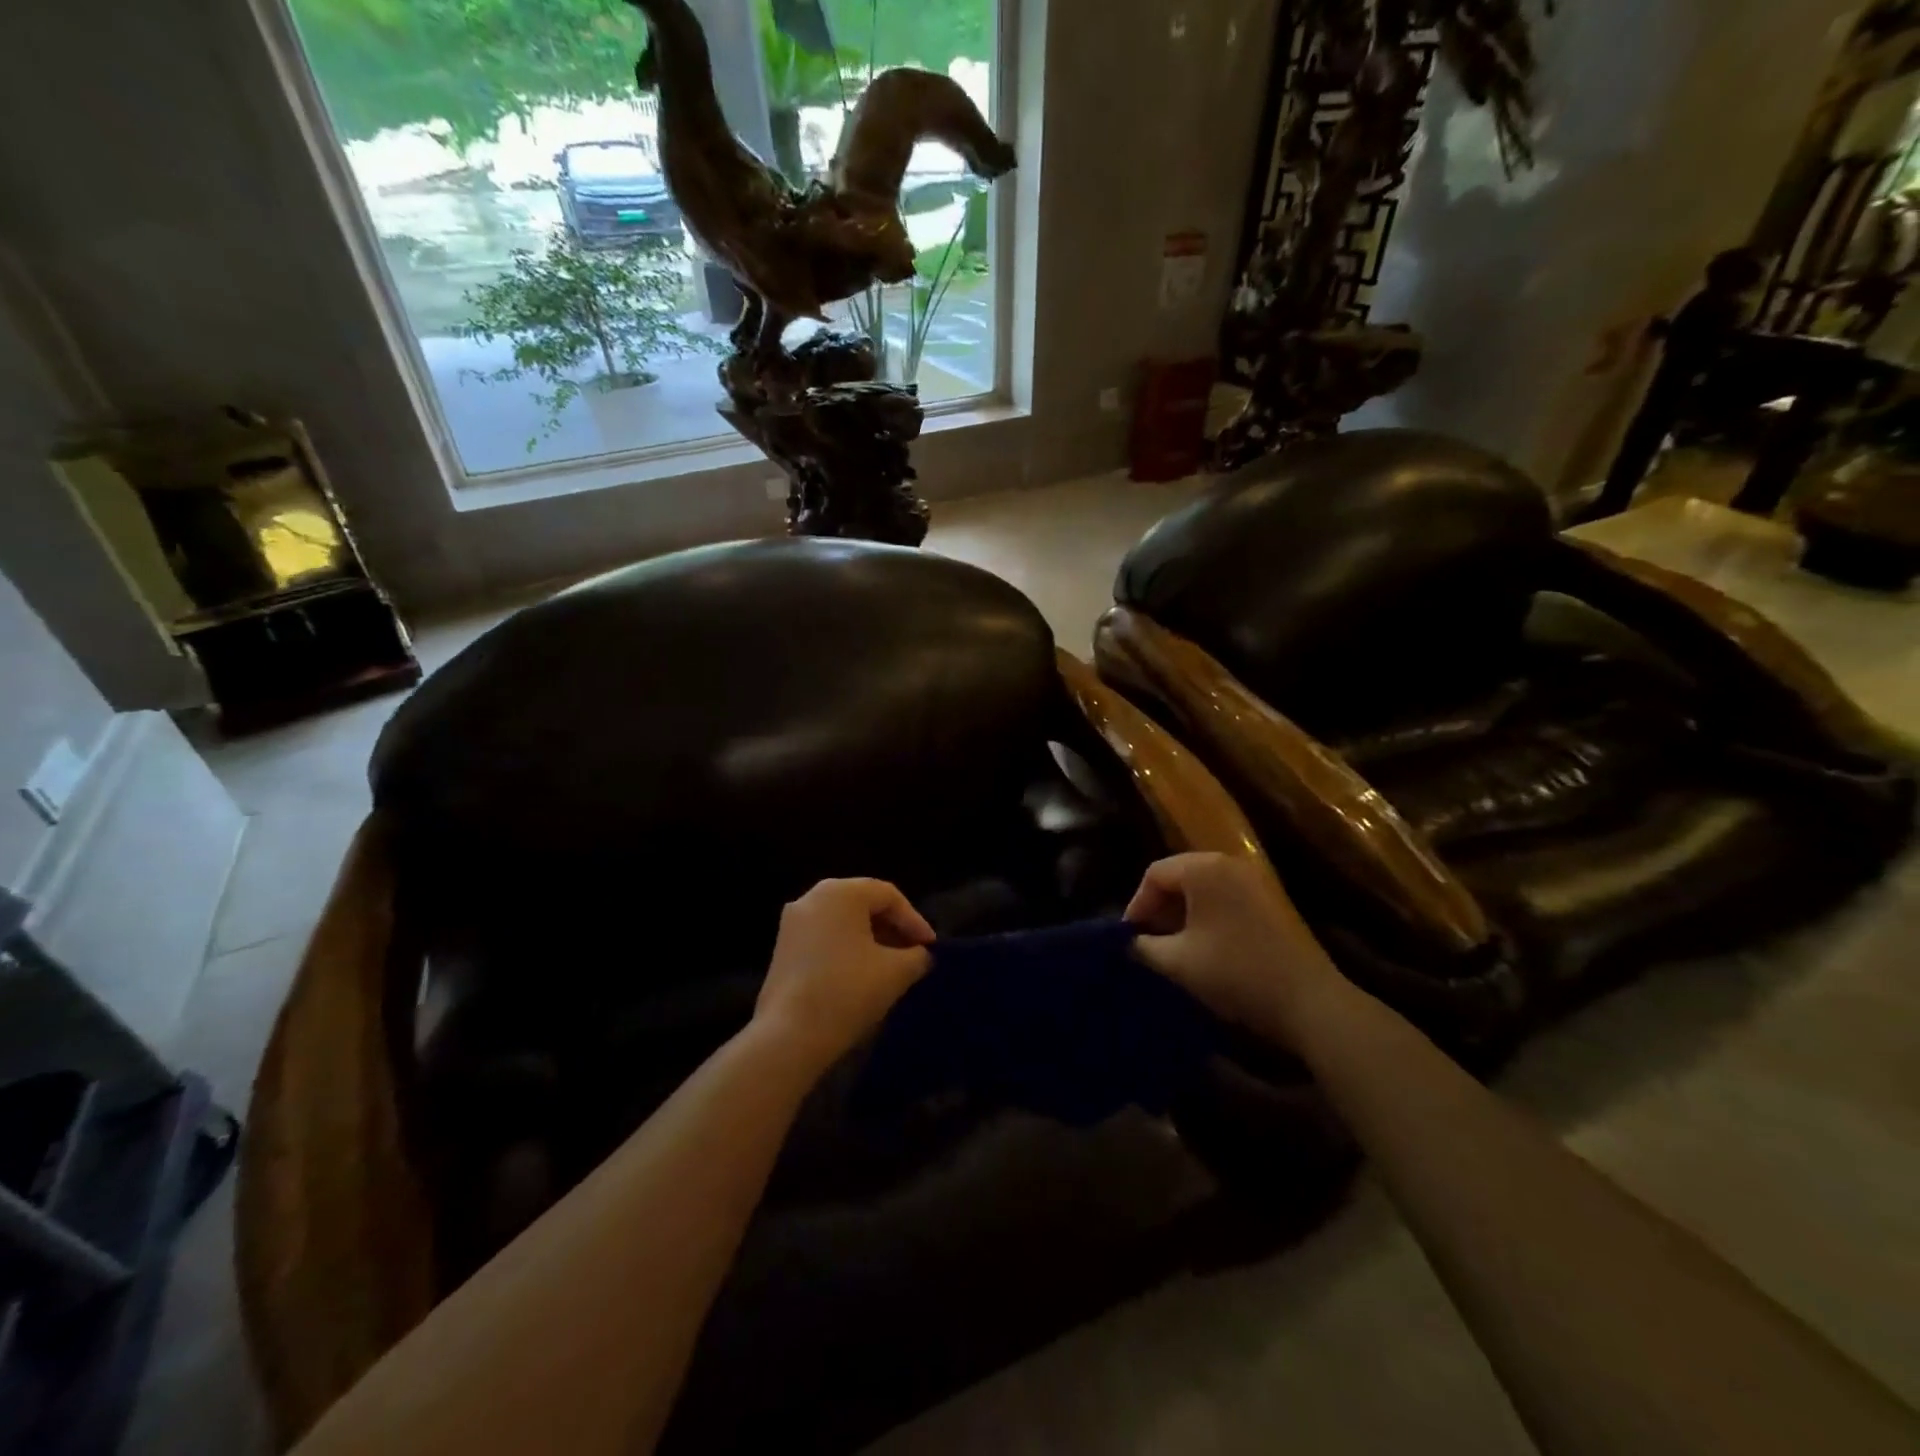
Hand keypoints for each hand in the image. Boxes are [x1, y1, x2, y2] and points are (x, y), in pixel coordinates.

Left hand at [754, 879, 934, 1074]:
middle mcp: (812, 897)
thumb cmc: (847, 991)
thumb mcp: (896, 973)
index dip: (914, 920)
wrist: (788, 1036)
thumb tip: (920, 955)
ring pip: (843, 921)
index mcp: (840, 892)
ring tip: (891, 966)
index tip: (930, 948)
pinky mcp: (783, 948)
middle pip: (863, 904)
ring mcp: (793, 923)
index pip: (888, 895)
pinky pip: (824, 937)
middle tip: (913, 953)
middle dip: (892, 928)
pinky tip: (861, 975)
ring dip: (870, 939)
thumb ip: (917, 956)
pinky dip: (847, 949)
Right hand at [1125, 853, 1341, 1050]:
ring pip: (1201, 888)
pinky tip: (1202, 947)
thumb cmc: (1234, 973)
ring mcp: (1253, 881)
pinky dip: (1205, 917)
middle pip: (1178, 876)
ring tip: (1171, 947)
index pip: (1154, 874)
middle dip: (1158, 908)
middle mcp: (1229, 864)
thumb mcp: (1177, 962)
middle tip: (1147, 941)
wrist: (1307, 1002)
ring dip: (1181, 913)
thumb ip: (1142, 947)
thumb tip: (1126, 943)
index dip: (1136, 905)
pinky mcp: (1269, 901)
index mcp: (1204, 869)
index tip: (1129, 938)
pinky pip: (1224, 898)